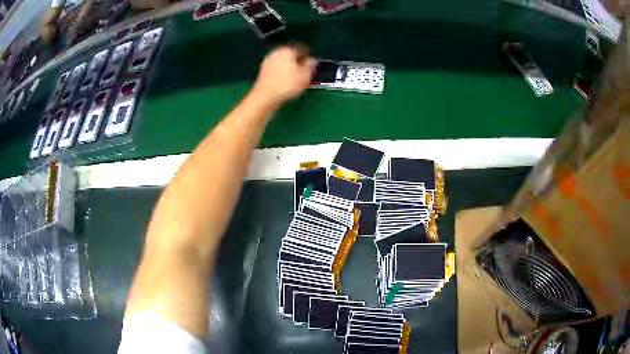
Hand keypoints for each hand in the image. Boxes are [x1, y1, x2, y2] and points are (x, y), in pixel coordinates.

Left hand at [252, 46, 315, 105]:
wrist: (265, 96)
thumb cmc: (287, 85)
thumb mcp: (306, 76)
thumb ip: (311, 65)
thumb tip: (312, 61)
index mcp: (288, 50)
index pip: (302, 49)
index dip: (308, 57)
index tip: (312, 65)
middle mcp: (277, 52)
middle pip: (291, 54)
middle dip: (297, 62)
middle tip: (304, 72)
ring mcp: (268, 61)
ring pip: (283, 61)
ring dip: (289, 68)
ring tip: (294, 79)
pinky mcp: (262, 70)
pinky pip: (276, 69)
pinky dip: (281, 73)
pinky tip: (284, 82)